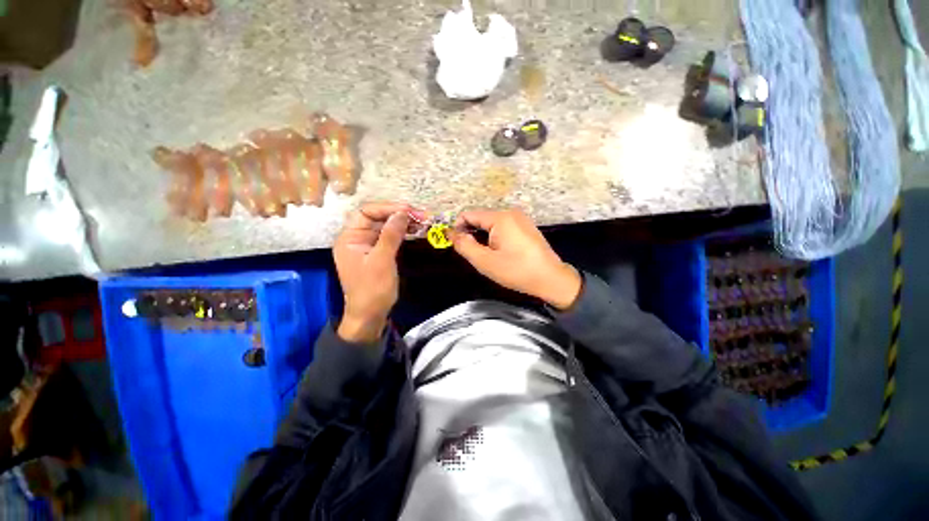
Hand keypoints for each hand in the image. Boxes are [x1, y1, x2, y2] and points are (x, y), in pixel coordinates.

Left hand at [333, 202, 419, 342]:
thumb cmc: (372, 290)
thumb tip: (402, 212)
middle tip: (421, 215)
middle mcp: (357, 237)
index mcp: (349, 237)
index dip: (387, 208)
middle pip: (377, 217)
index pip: (366, 212)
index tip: (409, 210)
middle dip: (398, 214)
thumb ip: (391, 235)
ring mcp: (368, 245)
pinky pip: (390, 236)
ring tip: (422, 221)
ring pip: (386, 226)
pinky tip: (415, 230)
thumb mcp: (382, 261)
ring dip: (403, 222)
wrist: (370, 315)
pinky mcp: (378, 252)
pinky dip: (402, 232)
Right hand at [449, 209, 581, 309]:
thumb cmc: (517, 270)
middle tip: (473, 254)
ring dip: (483, 237)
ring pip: (491, 223)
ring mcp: (521, 219)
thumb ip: (465, 246)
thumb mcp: (485, 261)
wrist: (551, 279)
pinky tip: (500, 252)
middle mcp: (511, 213)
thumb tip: (452, 234)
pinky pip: (503, 227)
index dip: (458, 228)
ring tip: (487, 255)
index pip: (469, 214)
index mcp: (500, 218)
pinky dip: (495, 237)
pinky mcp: (526, 227)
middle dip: (472, 233)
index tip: (456, 244)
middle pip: (481, 218)